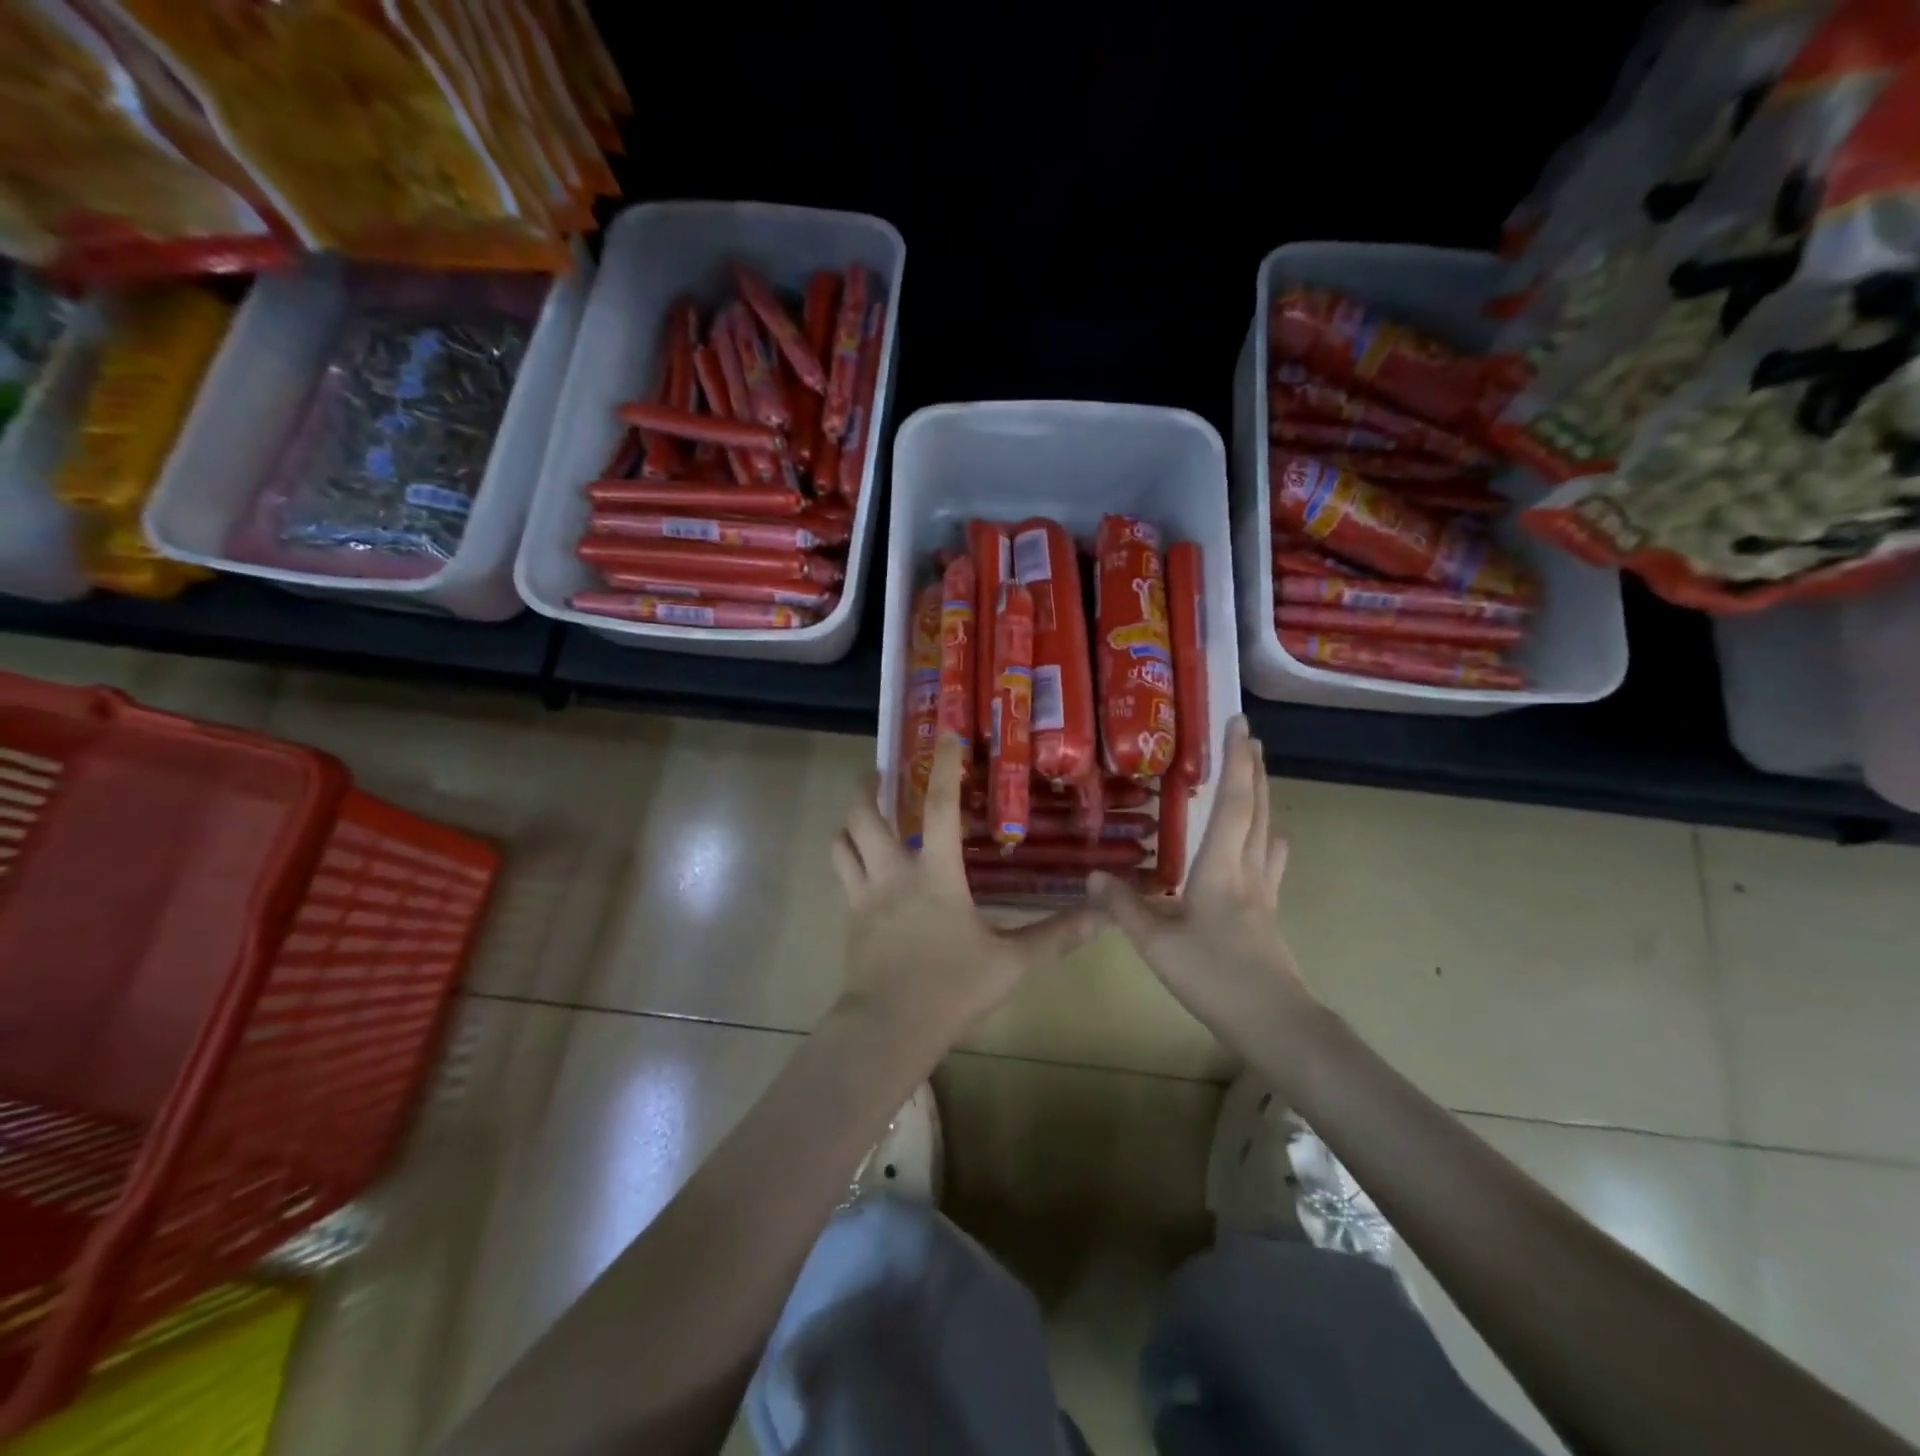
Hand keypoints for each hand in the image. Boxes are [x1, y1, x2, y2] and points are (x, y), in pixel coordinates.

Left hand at [831, 734, 1101, 1050]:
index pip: (939, 807)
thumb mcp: (1011, 962)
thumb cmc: (951, 988)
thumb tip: (1101, 917)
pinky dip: (848, 861)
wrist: (887, 1030)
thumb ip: (1055, 936)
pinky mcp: (849, 922)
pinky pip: (842, 878)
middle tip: (879, 774)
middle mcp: (892, 874)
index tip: (944, 737)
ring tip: (864, 815)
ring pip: (841, 844)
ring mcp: (863, 898)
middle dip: (866, 788)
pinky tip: (865, 870)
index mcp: (934, 874)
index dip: (943, 768)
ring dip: (850, 822)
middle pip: (864, 816)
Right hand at [1088, 716, 1314, 1037]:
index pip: (1233, 802)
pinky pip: (1270, 862)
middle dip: (1253, 769)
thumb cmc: (1214, 976)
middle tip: (1248, 737)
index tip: (1239, 724)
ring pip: (1267, 832)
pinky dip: (1268, 840)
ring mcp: (1264, 893)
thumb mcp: (1156, 943)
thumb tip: (1091, 874)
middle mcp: (1248, 870)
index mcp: (1221, 867)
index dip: (1235, 760)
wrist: (1275, 1023)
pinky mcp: (1268, 914)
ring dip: (1263, 798)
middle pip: (1257, 809)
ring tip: (1257, 777)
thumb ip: (1122, 906)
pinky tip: (1270, 844)